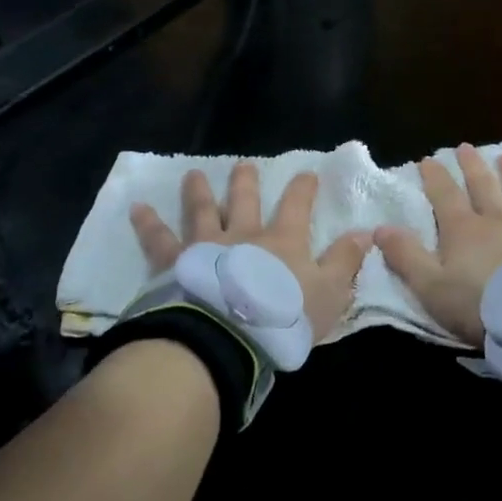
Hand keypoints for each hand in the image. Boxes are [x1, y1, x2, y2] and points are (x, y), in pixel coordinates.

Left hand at [130, 162, 369, 342]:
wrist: (229, 336)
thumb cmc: (283, 317)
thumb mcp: (328, 293)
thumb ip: (345, 262)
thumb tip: (365, 232)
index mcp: (282, 240)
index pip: (297, 205)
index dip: (303, 188)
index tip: (307, 174)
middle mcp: (243, 233)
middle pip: (244, 199)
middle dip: (246, 181)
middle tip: (243, 164)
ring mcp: (206, 245)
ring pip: (202, 210)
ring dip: (198, 191)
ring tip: (193, 174)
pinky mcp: (175, 262)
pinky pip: (158, 238)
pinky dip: (147, 222)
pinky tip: (136, 208)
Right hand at [374, 145, 501, 347]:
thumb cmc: (483, 306)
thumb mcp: (432, 288)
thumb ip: (406, 256)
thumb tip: (379, 227)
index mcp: (463, 230)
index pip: (444, 195)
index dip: (435, 177)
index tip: (427, 160)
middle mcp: (498, 217)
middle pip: (482, 186)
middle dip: (471, 166)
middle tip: (465, 148)